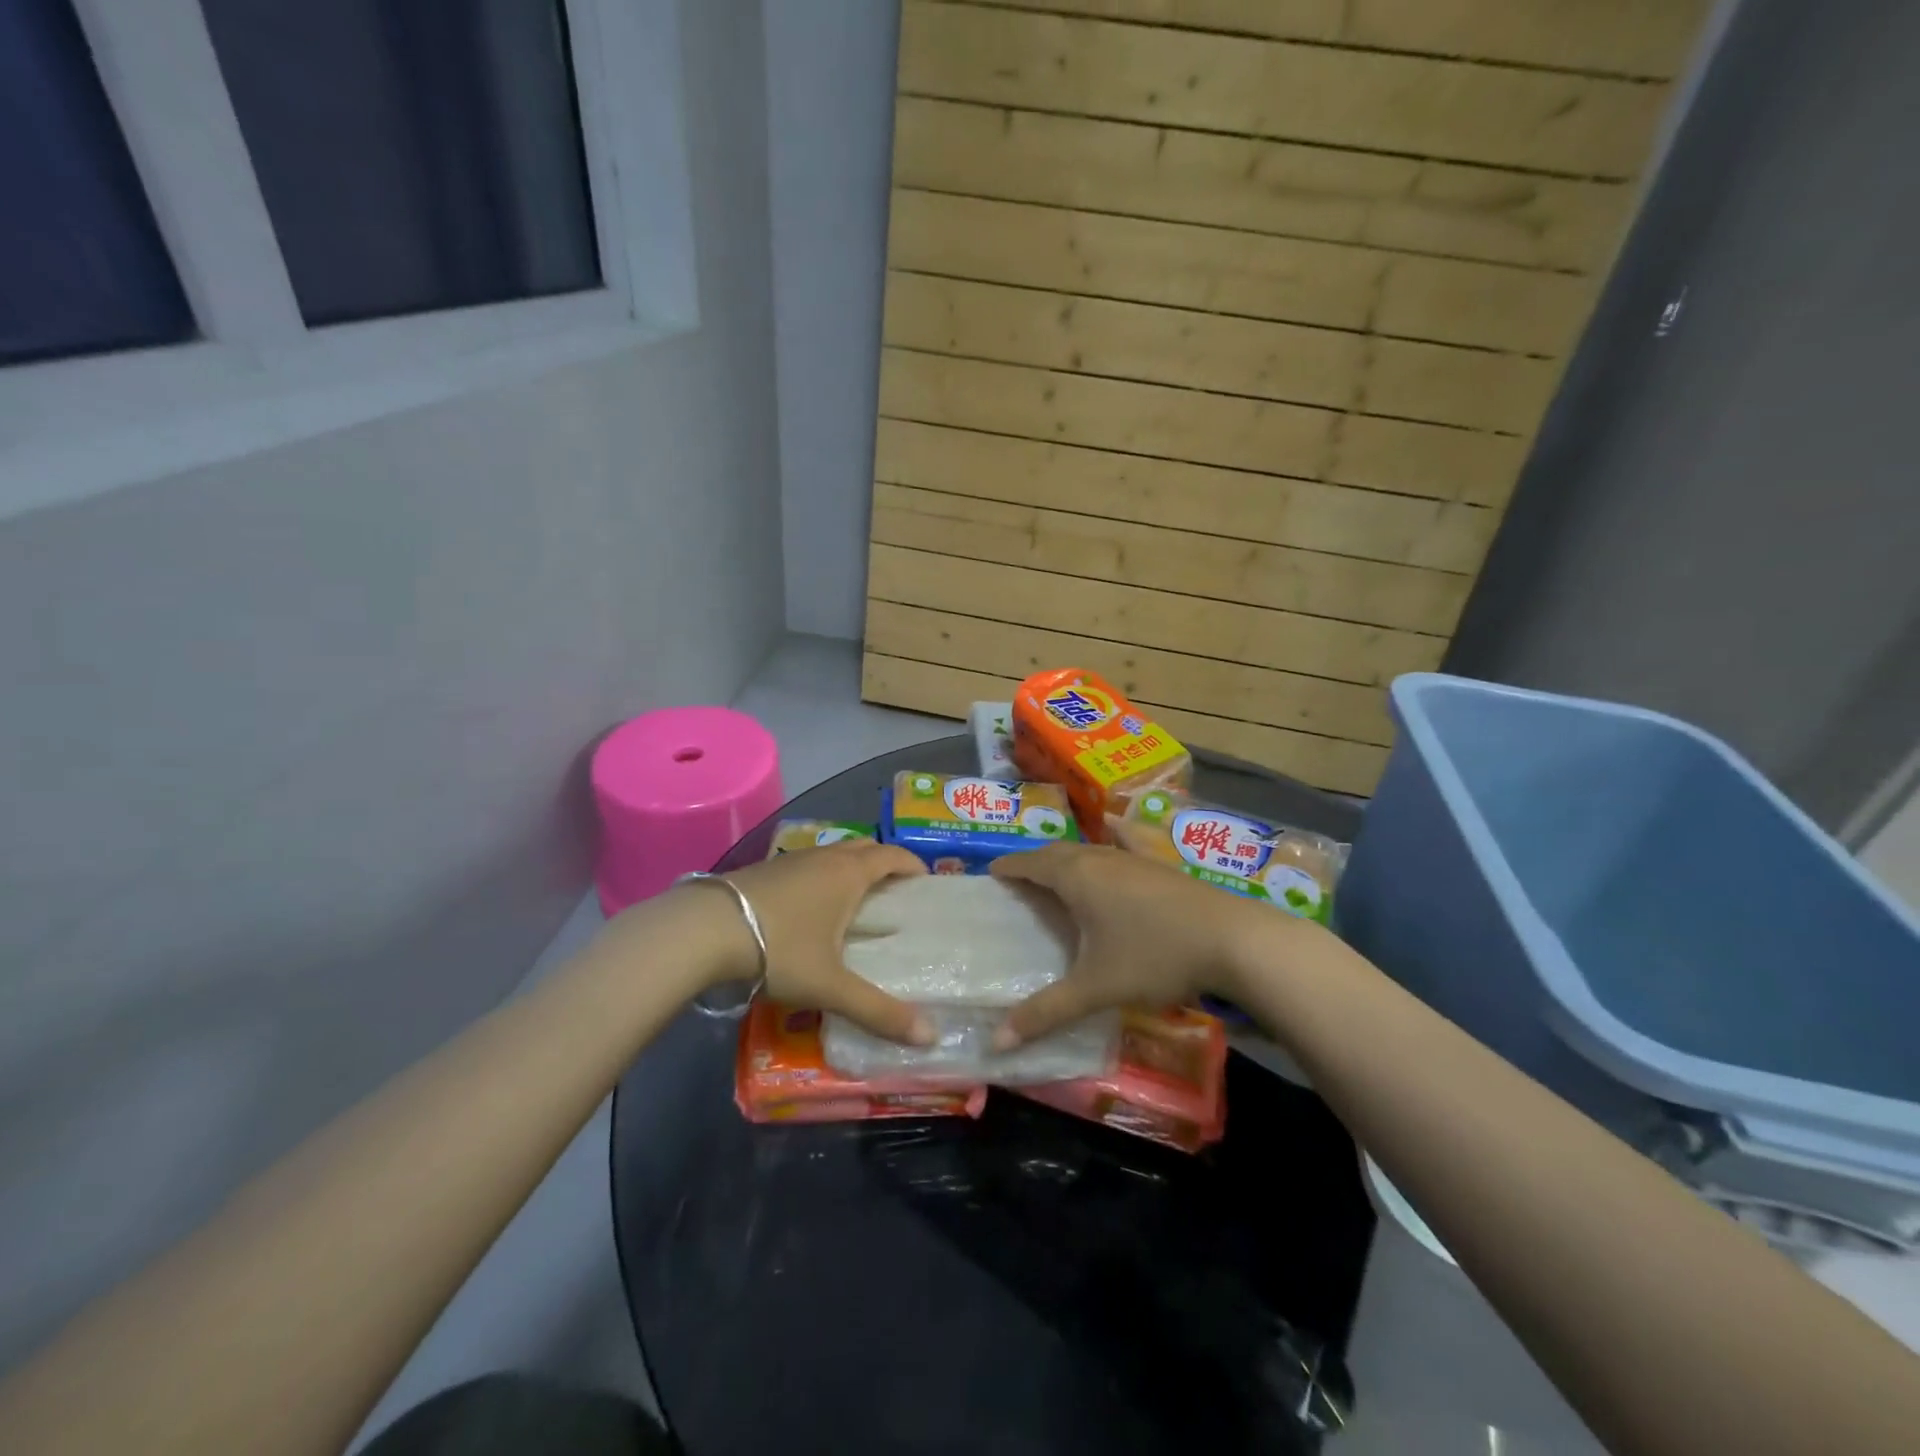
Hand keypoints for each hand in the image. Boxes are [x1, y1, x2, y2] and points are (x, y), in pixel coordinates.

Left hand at [720, 840, 935, 1043]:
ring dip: (851, 868)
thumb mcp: (831, 986)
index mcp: (849, 873)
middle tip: (895, 892)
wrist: (703, 930)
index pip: (892, 856)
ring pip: (833, 854)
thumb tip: (930, 1037)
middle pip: (865, 848)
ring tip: (855, 902)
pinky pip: (807, 865)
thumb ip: (878, 1011)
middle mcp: (824, 858)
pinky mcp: (764, 870)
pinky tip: (810, 909)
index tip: (926, 882)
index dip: (912, 865)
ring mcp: (791, 860)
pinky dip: (822, 877)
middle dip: (884, 863)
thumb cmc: (780, 949)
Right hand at [988, 834, 1305, 1046]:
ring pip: (1088, 849)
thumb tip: (997, 1042)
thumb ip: (1046, 1012)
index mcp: (1076, 876)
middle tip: (1018, 882)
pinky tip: (1114, 828)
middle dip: (1034, 863)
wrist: (1232, 940)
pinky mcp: (1159, 865)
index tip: (990, 874)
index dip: (1008, 868)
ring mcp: (1133, 857)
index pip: (1030, 863)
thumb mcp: (1096, 987)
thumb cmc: (1154, 956)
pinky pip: (1122, 844)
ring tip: (1054, 875)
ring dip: (1066, 858)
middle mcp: (1100, 857)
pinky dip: (1108, 840)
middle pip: (1057, 852)